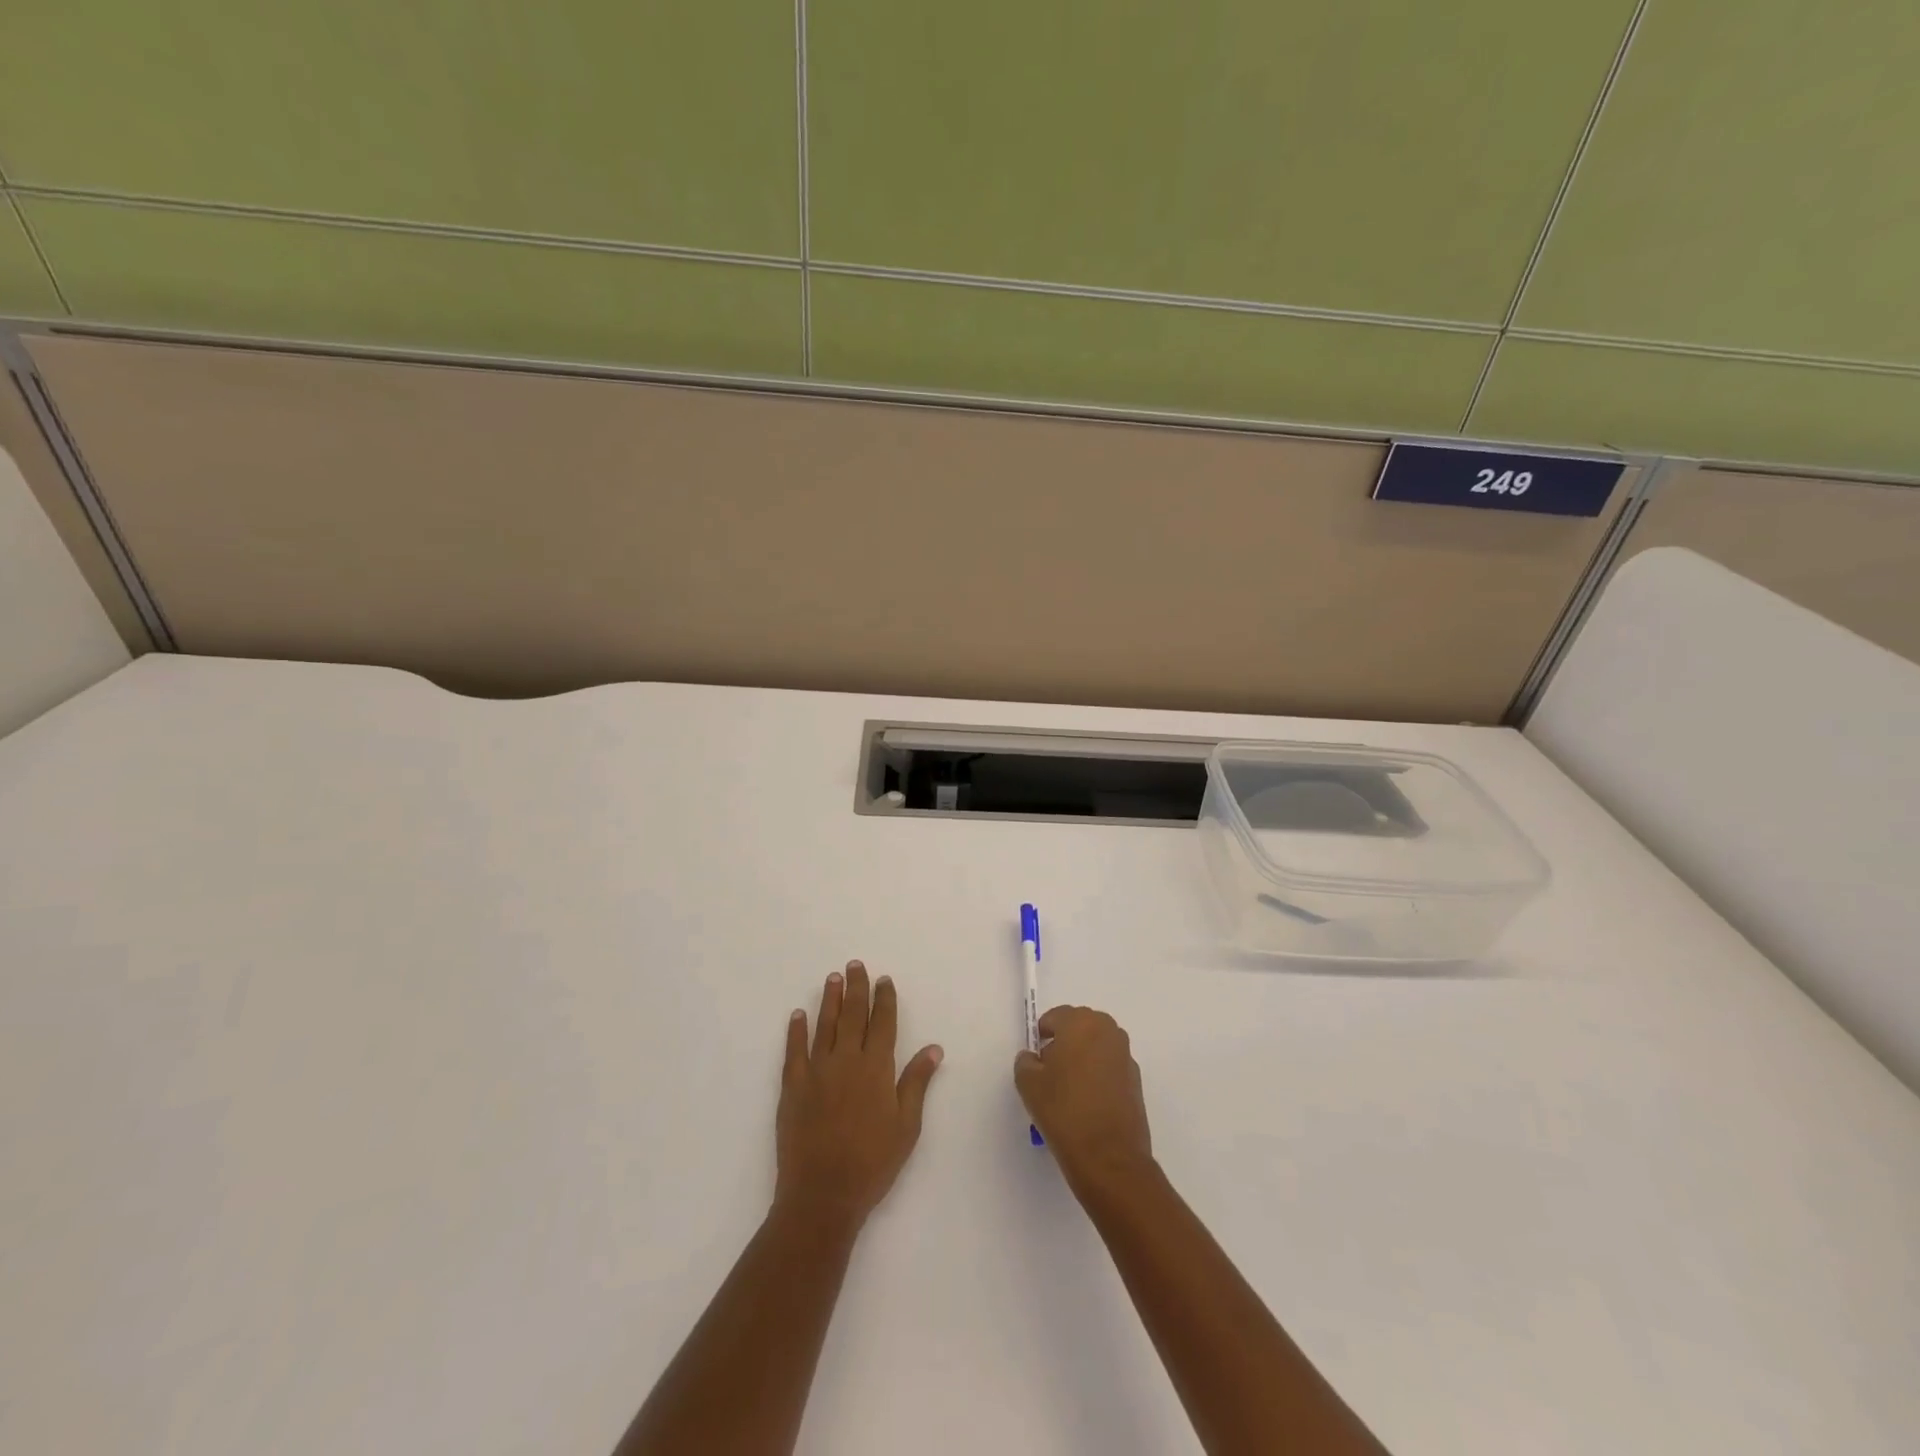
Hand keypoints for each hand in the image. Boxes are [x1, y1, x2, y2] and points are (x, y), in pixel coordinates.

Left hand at [776, 961, 942, 1230]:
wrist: (822, 1194)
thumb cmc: (872, 1163)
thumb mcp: (906, 1126)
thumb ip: (916, 1083)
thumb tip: (934, 1048)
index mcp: (876, 1068)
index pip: (883, 1023)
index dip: (884, 1000)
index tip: (884, 980)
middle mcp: (846, 1060)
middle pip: (853, 1015)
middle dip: (856, 988)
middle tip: (855, 965)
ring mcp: (816, 1071)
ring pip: (824, 1025)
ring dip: (829, 1000)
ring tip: (833, 978)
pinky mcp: (792, 1087)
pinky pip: (794, 1050)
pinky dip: (796, 1030)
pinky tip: (798, 1015)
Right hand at [1015, 1005, 1154, 1195]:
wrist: (1108, 1157)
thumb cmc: (1064, 1111)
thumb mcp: (1029, 1084)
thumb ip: (1026, 1062)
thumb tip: (1034, 1059)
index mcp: (1081, 1023)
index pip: (1056, 1017)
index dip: (1042, 1035)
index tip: (1035, 1058)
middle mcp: (1108, 1031)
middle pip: (1079, 1027)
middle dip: (1064, 1043)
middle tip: (1050, 1071)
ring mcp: (1125, 1056)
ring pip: (1096, 1047)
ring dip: (1082, 1058)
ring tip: (1068, 1089)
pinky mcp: (1136, 1080)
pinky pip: (1110, 1067)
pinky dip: (1098, 1076)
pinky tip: (1087, 1102)